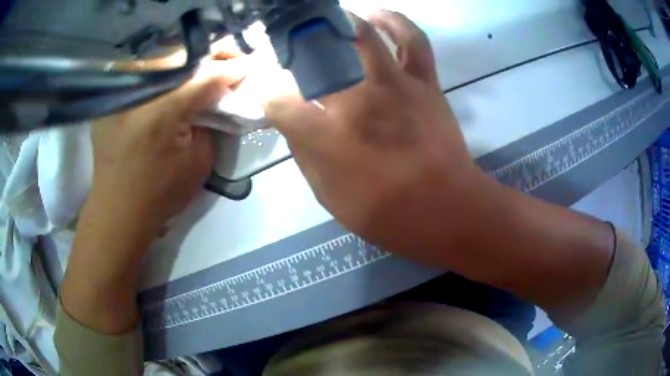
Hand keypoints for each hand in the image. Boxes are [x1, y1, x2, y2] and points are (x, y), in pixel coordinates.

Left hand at [87, 62, 245, 241]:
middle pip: (182, 59)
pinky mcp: (111, 99)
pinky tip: (173, 78)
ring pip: (161, 60)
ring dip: (186, 62)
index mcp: (161, 112)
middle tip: (228, 61)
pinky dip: (163, 72)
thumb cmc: (160, 195)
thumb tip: (219, 98)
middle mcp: (137, 94)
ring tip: (204, 67)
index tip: (248, 65)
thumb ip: (212, 124)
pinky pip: (142, 73)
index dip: (230, 69)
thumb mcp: (198, 163)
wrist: (118, 211)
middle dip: (210, 57)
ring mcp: (120, 94)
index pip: (205, 77)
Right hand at [264, 11, 481, 255]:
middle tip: (290, 47)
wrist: (446, 209)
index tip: (269, 99)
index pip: (280, 102)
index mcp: (327, 134)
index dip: (269, 98)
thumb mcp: (329, 196)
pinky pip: (412, 40)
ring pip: (362, 35)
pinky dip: (395, 22)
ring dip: (340, 22)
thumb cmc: (385, 213)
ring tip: (329, 18)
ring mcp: (394, 84)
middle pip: (317, 56)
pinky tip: (377, 15)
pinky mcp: (424, 82)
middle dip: (296, 48)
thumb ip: (306, 156)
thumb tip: (294, 125)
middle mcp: (356, 99)